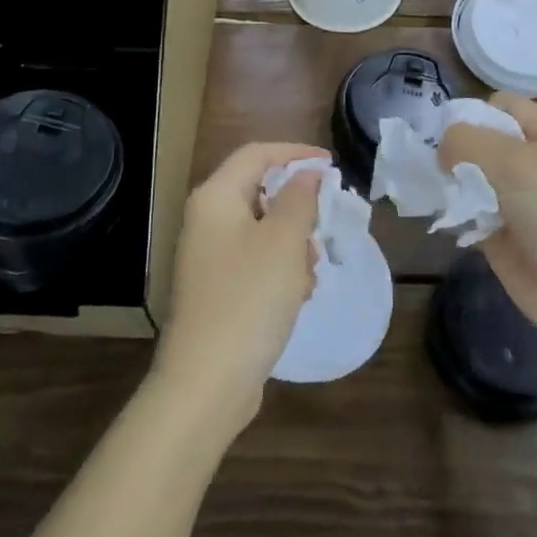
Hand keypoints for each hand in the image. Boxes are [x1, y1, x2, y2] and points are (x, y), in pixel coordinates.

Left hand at [151, 142, 327, 434]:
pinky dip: (280, 270)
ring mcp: (208, 257)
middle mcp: (206, 221)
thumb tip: (306, 174)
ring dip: (293, 244)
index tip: (330, 165)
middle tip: (323, 227)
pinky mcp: (216, 290)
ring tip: (310, 273)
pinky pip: (255, 262)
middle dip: (297, 208)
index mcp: (215, 198)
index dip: (295, 153)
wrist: (206, 382)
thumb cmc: (249, 298)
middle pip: (259, 192)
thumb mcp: (284, 241)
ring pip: (262, 230)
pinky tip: (297, 296)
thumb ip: (300, 199)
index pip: (256, 154)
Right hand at [437, 94, 536, 340]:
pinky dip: (455, 214)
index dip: (473, 114)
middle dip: (457, 151)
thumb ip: (467, 141)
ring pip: (472, 179)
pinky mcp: (504, 236)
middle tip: (436, 165)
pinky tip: (442, 217)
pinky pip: (470, 213)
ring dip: (452, 184)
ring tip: (436, 191)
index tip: (446, 134)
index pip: (503, 106)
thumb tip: (442, 148)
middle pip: (484, 142)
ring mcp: (520, 201)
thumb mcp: (512, 160)